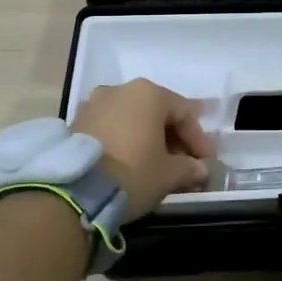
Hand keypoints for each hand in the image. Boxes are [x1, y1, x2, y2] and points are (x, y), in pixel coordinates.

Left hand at [71, 79, 212, 219]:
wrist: (74, 190)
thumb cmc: (132, 172)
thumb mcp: (168, 174)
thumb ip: (189, 168)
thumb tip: (201, 169)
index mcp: (148, 93)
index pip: (184, 112)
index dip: (199, 139)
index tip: (207, 161)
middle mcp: (121, 90)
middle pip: (157, 112)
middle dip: (173, 138)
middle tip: (185, 163)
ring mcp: (94, 104)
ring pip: (132, 119)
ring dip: (148, 139)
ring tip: (157, 165)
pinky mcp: (75, 123)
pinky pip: (111, 128)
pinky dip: (125, 141)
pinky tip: (131, 163)